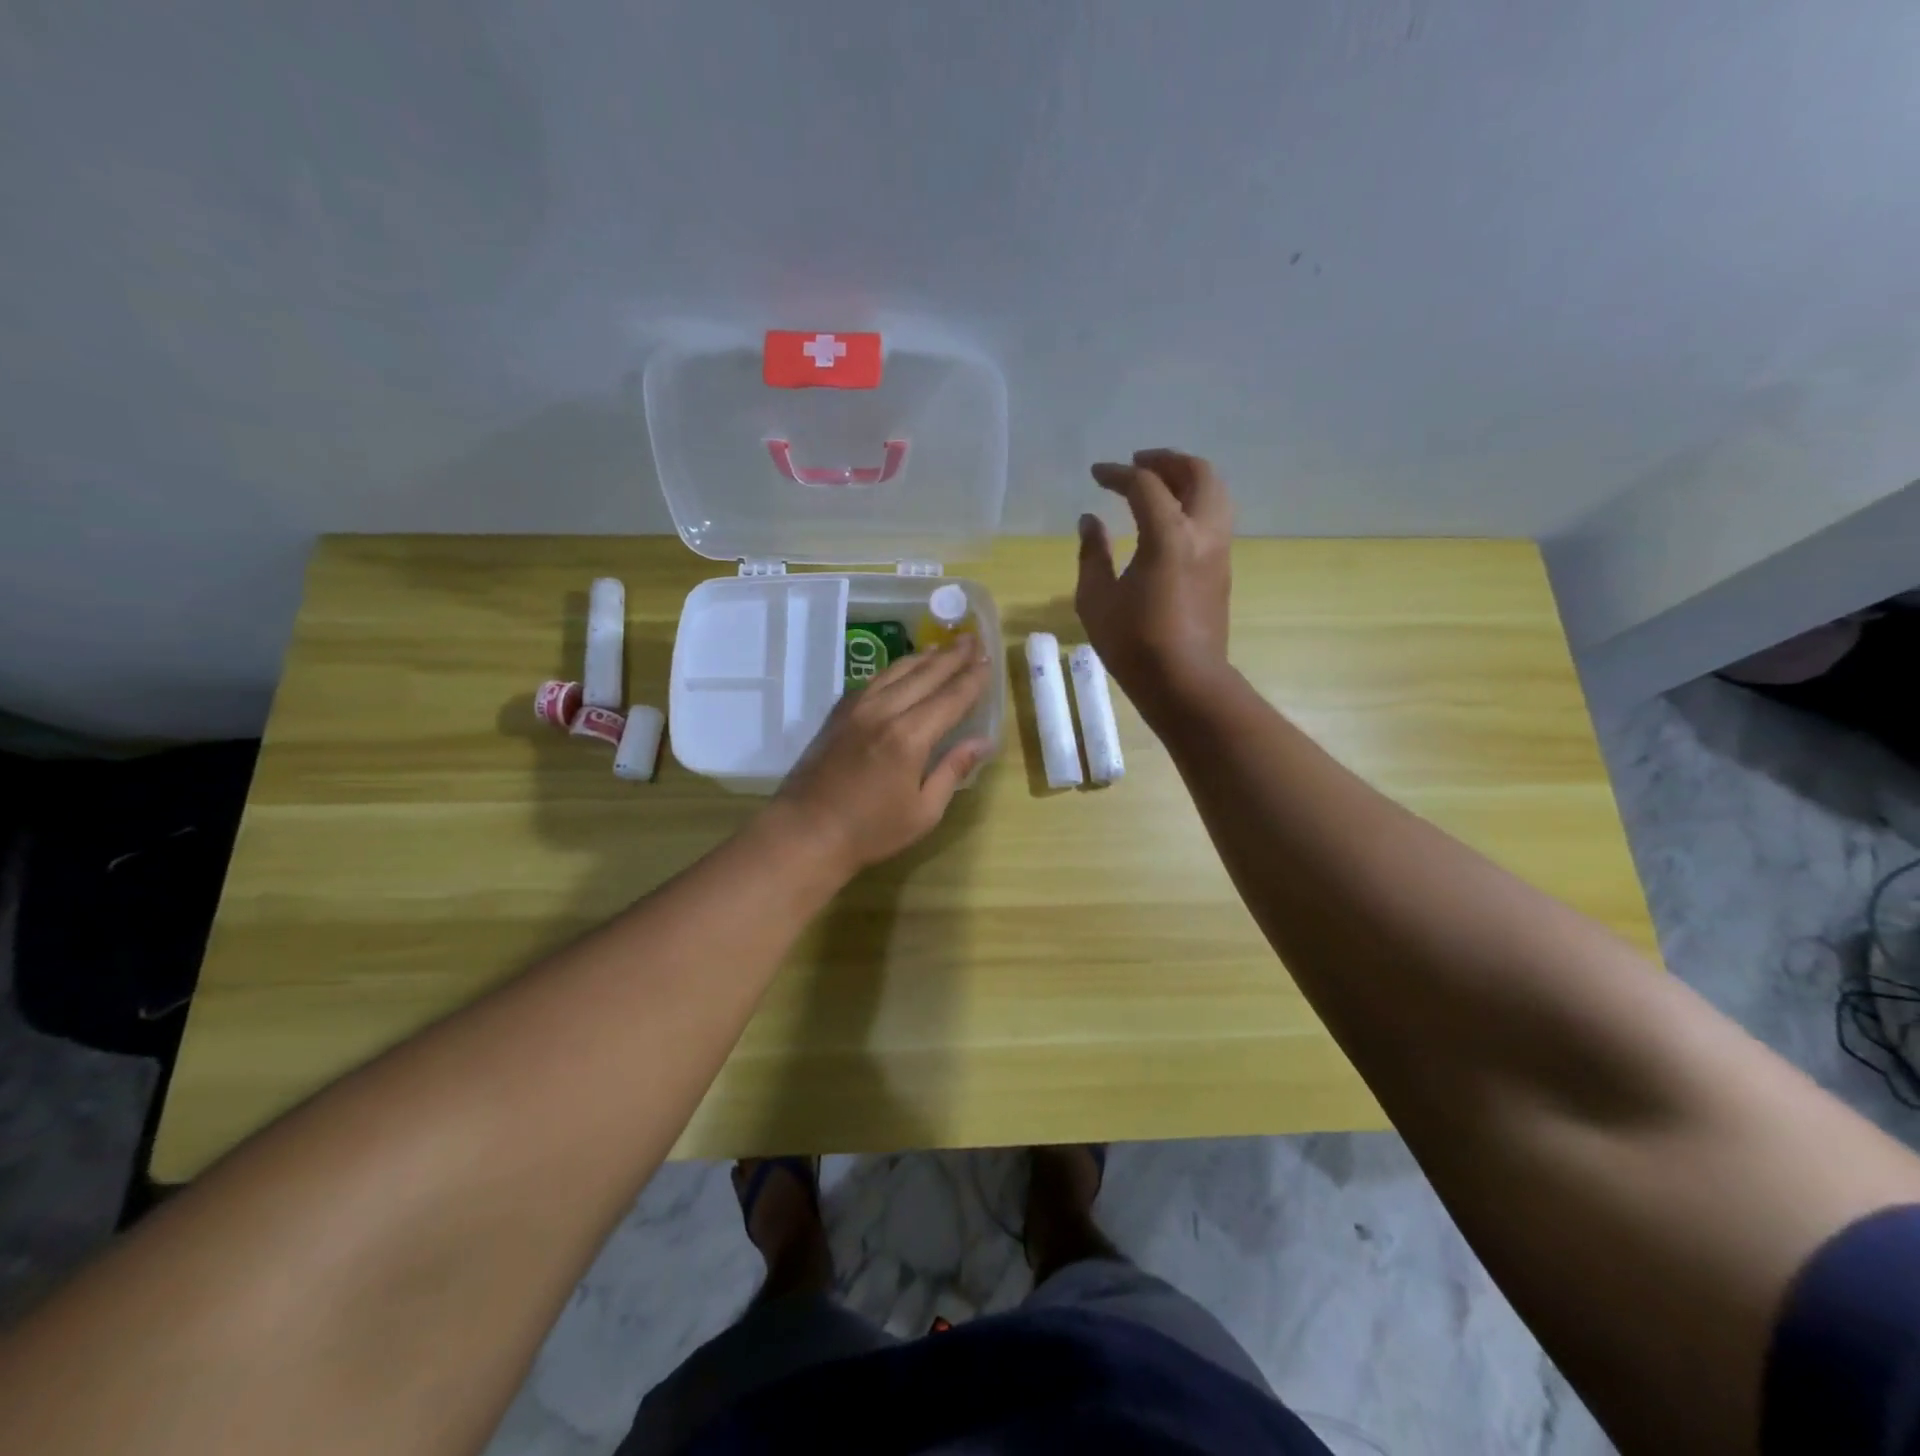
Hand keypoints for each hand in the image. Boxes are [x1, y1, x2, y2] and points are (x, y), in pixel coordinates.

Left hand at [768, 641, 994, 877]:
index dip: (973, 679)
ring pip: (896, 671)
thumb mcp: (924, 811)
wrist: (806, 832)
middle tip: (973, 638)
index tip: (988, 660)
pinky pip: (873, 680)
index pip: (951, 698)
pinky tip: (903, 669)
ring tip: (944, 647)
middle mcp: (884, 712)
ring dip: (924, 657)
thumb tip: (983, 741)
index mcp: (909, 737)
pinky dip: (895, 670)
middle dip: (952, 656)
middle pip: (925, 675)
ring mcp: (857, 709)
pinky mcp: (838, 713)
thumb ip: (953, 770)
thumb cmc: (870, 831)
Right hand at [1076, 448, 1233, 710]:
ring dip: (1188, 478)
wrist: (1185, 682)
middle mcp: (1202, 533)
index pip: (1145, 485)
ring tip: (1158, 485)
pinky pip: (1216, 517)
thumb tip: (1090, 521)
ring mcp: (1219, 551)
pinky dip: (1196, 502)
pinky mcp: (1223, 569)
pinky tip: (1171, 519)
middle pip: (1197, 474)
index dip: (1118, 474)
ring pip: (1216, 493)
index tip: (1097, 474)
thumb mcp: (1096, 599)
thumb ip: (1091, 554)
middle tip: (1138, 463)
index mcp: (1169, 535)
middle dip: (1167, 461)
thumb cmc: (1134, 643)